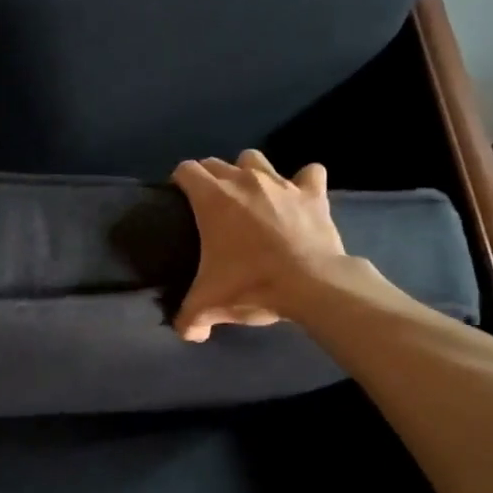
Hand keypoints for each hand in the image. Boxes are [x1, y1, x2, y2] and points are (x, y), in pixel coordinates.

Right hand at [171, 150, 348, 342]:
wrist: (310, 284)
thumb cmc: (251, 285)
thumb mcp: (210, 305)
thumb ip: (189, 318)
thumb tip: (185, 333)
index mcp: (212, 198)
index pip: (186, 170)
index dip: (180, 181)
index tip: (181, 199)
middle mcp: (243, 180)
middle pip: (217, 163)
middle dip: (210, 178)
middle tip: (211, 206)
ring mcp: (280, 183)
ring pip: (255, 159)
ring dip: (249, 172)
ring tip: (251, 196)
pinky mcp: (311, 193)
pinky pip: (308, 174)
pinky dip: (303, 182)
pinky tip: (299, 196)